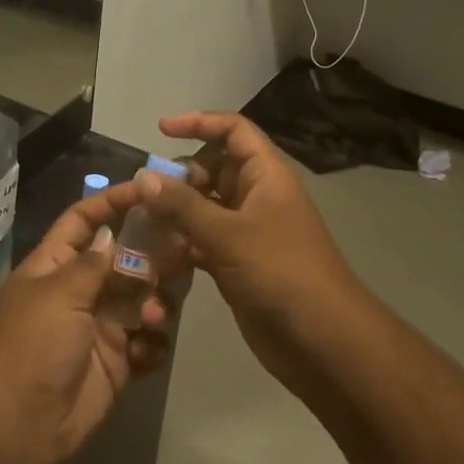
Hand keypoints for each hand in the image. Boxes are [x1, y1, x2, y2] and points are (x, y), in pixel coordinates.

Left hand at [0, 182, 174, 463]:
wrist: (18, 424)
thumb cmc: (32, 345)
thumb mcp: (59, 293)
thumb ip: (92, 264)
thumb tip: (110, 234)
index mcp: (56, 265)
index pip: (84, 220)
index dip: (112, 202)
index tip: (148, 189)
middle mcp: (80, 290)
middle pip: (123, 259)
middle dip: (150, 257)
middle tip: (180, 254)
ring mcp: (100, 326)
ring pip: (141, 299)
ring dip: (154, 303)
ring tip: (153, 317)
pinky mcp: (117, 361)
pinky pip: (147, 342)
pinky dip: (154, 343)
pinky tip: (150, 349)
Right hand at [136, 112, 362, 388]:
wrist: (322, 341)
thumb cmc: (280, 272)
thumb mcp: (228, 233)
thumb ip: (183, 205)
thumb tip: (143, 177)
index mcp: (265, 175)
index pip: (233, 131)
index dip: (199, 123)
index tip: (161, 130)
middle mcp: (256, 197)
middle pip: (213, 169)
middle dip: (179, 176)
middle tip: (145, 194)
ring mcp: (247, 232)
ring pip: (204, 208)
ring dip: (175, 214)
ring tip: (141, 224)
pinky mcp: (237, 264)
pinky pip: (202, 241)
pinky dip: (181, 245)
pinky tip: (155, 257)